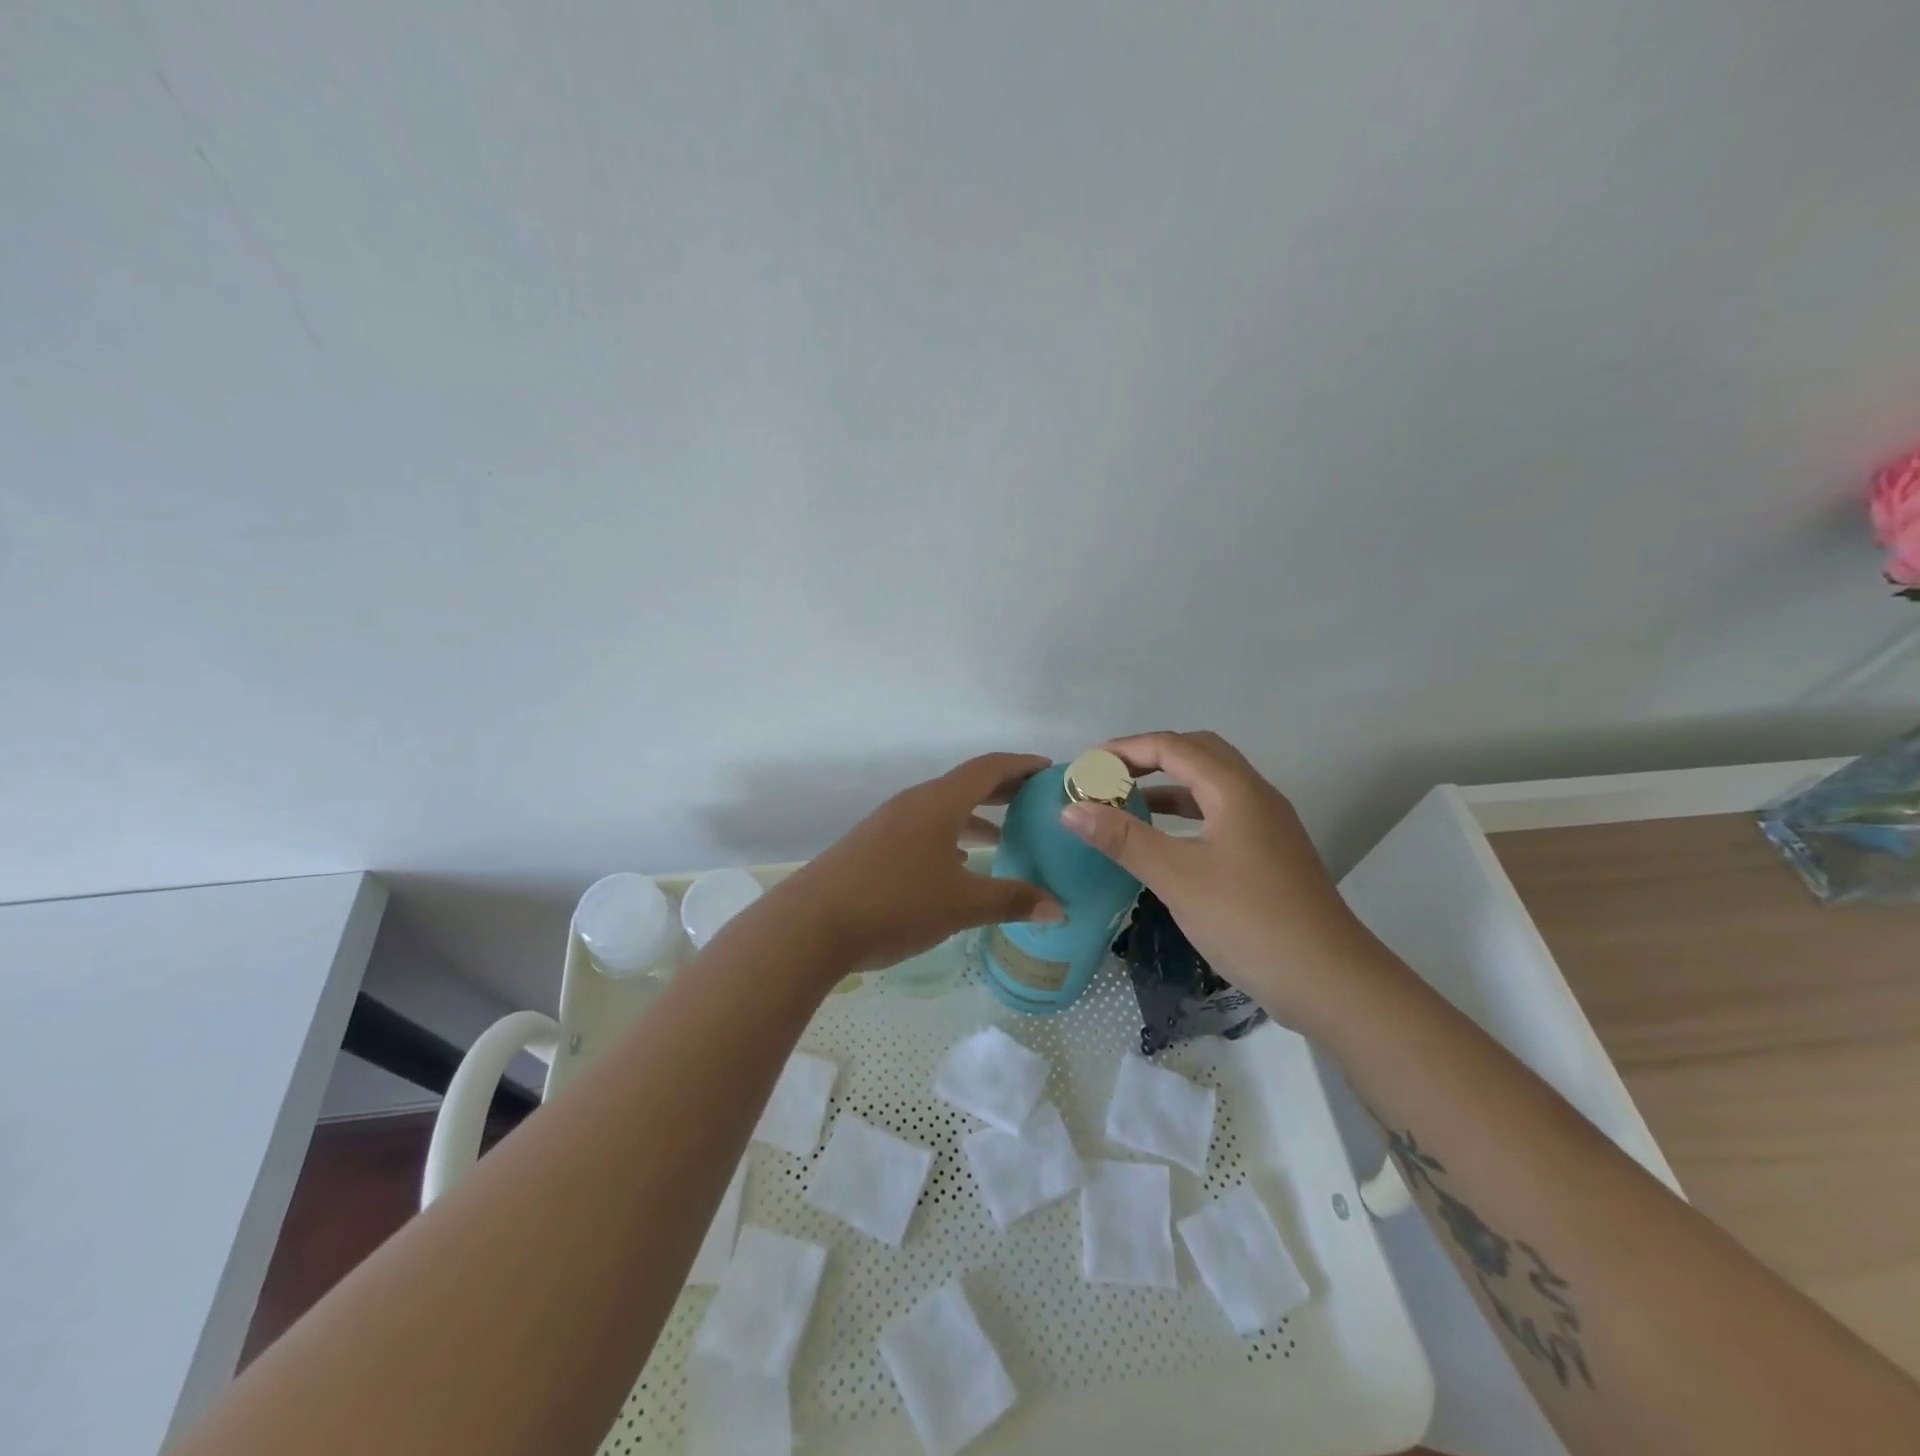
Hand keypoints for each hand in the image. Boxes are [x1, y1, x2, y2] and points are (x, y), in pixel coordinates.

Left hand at [785, 753, 1064, 972]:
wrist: (812, 924)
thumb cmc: (896, 903)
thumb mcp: (961, 905)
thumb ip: (1012, 901)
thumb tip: (1059, 909)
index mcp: (938, 803)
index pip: (988, 768)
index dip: (1021, 766)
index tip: (1049, 771)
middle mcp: (913, 803)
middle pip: (965, 785)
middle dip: (1002, 790)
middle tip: (1035, 802)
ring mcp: (889, 823)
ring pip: (943, 809)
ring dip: (975, 817)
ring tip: (1005, 836)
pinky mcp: (873, 845)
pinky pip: (923, 829)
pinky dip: (949, 836)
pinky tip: (959, 864)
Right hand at [1058, 731, 1381, 1023]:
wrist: (1330, 980)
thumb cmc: (1249, 921)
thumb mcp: (1177, 877)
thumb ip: (1123, 839)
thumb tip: (1071, 809)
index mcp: (1235, 790)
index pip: (1173, 747)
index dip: (1126, 749)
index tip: (1086, 764)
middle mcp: (1255, 795)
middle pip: (1198, 753)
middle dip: (1149, 757)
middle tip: (1108, 776)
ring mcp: (1268, 824)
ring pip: (1212, 784)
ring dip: (1169, 785)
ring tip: (1126, 803)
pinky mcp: (1271, 853)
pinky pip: (1221, 813)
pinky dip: (1187, 813)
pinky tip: (1165, 840)